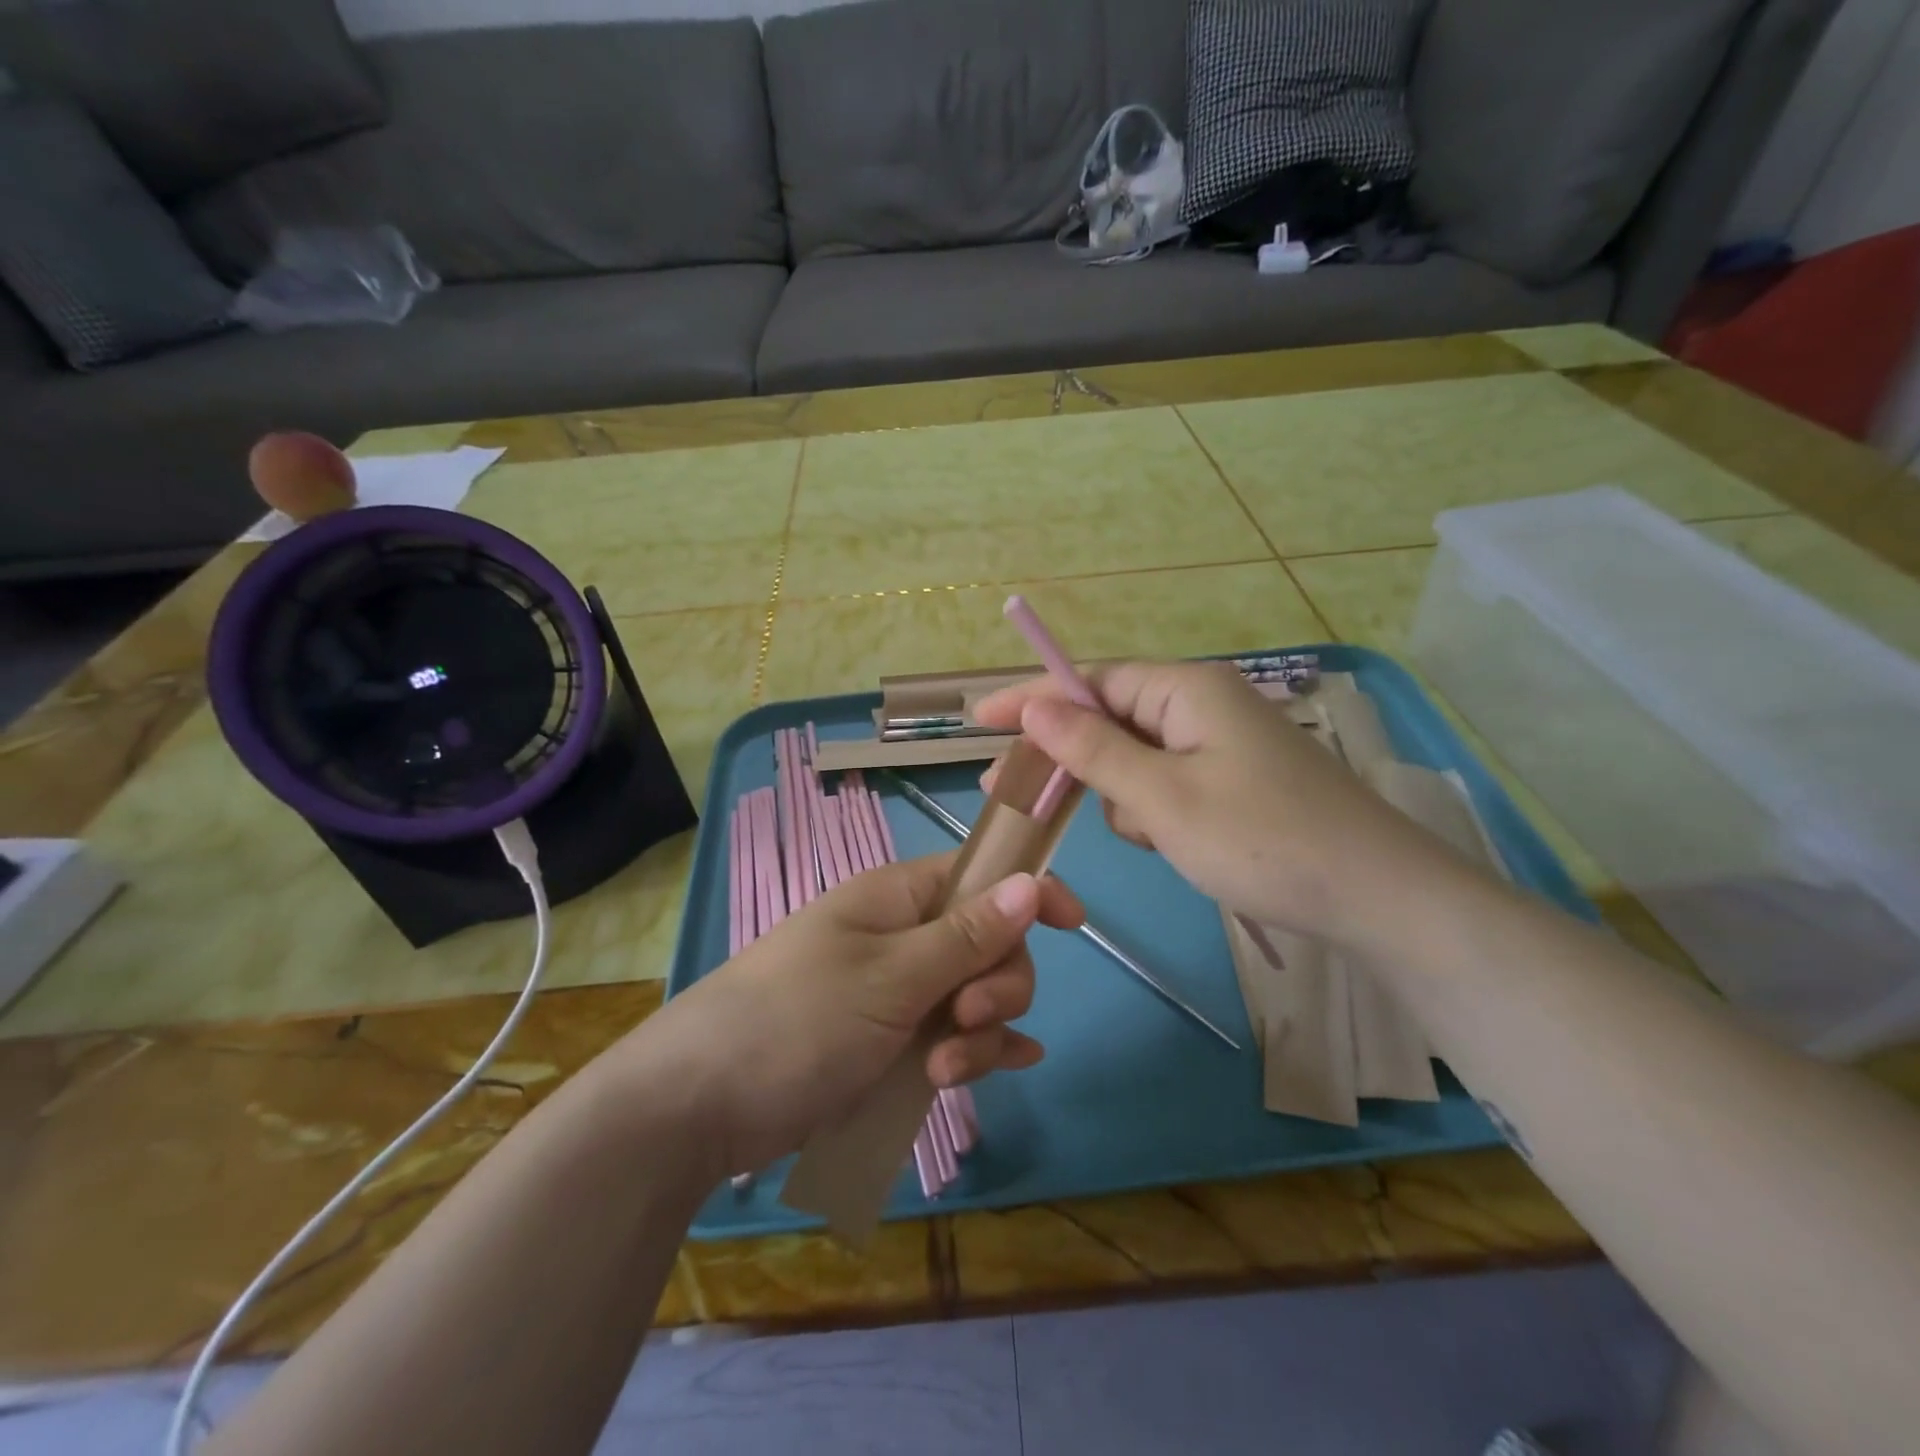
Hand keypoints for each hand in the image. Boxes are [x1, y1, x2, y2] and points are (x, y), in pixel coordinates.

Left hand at [627, 853, 1082, 1175]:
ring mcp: (896, 992)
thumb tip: (1031, 884)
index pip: (980, 875)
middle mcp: (902, 936)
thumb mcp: (889, 976)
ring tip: (946, 1072)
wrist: (700, 1105)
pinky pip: (953, 1038)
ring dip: (980, 1032)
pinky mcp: (889, 1042)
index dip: (1029, 891)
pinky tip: (1006, 1069)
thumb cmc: (796, 1020)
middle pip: (988, 942)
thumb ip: (966, 936)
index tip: (1073, 925)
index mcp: (897, 897)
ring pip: (974, 995)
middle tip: (966, 1017)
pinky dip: (979, 1052)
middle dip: (998, 981)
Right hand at [973, 660, 1451, 942]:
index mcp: (1186, 689)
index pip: (1089, 681)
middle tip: (1014, 794)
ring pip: (1135, 757)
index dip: (1030, 698)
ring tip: (1150, 836)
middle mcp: (1202, 704)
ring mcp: (1220, 744)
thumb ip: (1093, 749)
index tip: (977, 719)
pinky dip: (1153, 810)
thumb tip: (1034, 705)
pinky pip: (1166, 782)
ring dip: (1121, 794)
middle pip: (1109, 717)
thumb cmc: (1262, 840)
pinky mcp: (1232, 780)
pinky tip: (1172, 843)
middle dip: (1069, 757)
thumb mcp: (1162, 797)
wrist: (1376, 899)